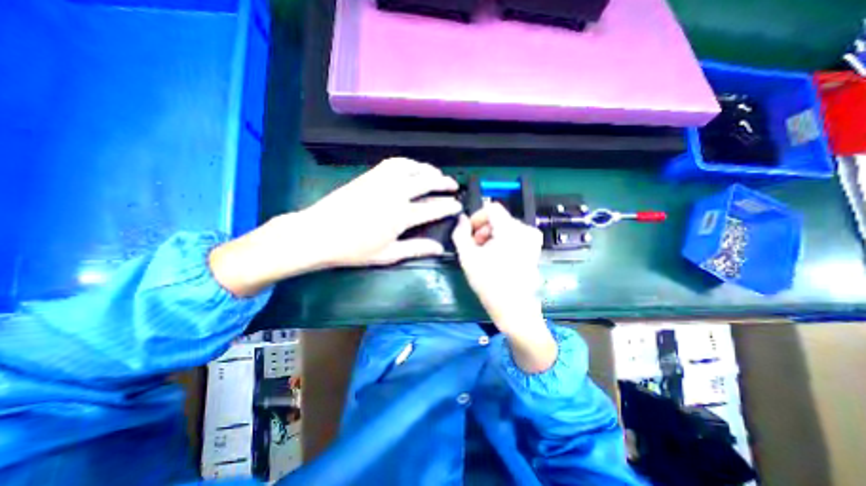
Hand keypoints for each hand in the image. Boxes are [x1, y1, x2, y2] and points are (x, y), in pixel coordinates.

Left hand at [304, 157, 462, 264]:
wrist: (319, 233)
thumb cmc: (354, 249)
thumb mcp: (388, 255)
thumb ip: (416, 248)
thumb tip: (439, 249)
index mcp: (401, 215)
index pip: (433, 207)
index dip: (449, 206)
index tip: (458, 205)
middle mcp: (395, 193)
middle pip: (426, 182)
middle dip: (443, 182)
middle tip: (453, 185)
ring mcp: (382, 181)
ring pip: (412, 167)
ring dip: (427, 169)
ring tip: (435, 174)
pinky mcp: (370, 175)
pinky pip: (394, 163)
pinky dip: (409, 163)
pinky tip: (411, 168)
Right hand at [453, 202, 554, 372]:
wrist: (515, 309)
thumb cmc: (489, 283)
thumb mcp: (467, 257)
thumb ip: (460, 234)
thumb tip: (461, 219)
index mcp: (511, 229)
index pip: (491, 208)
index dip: (476, 217)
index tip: (468, 233)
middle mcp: (526, 229)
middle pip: (498, 219)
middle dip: (482, 230)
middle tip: (473, 248)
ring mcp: (532, 240)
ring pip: (505, 228)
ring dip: (490, 237)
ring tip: (482, 255)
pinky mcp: (534, 249)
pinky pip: (513, 236)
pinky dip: (501, 242)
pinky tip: (495, 258)